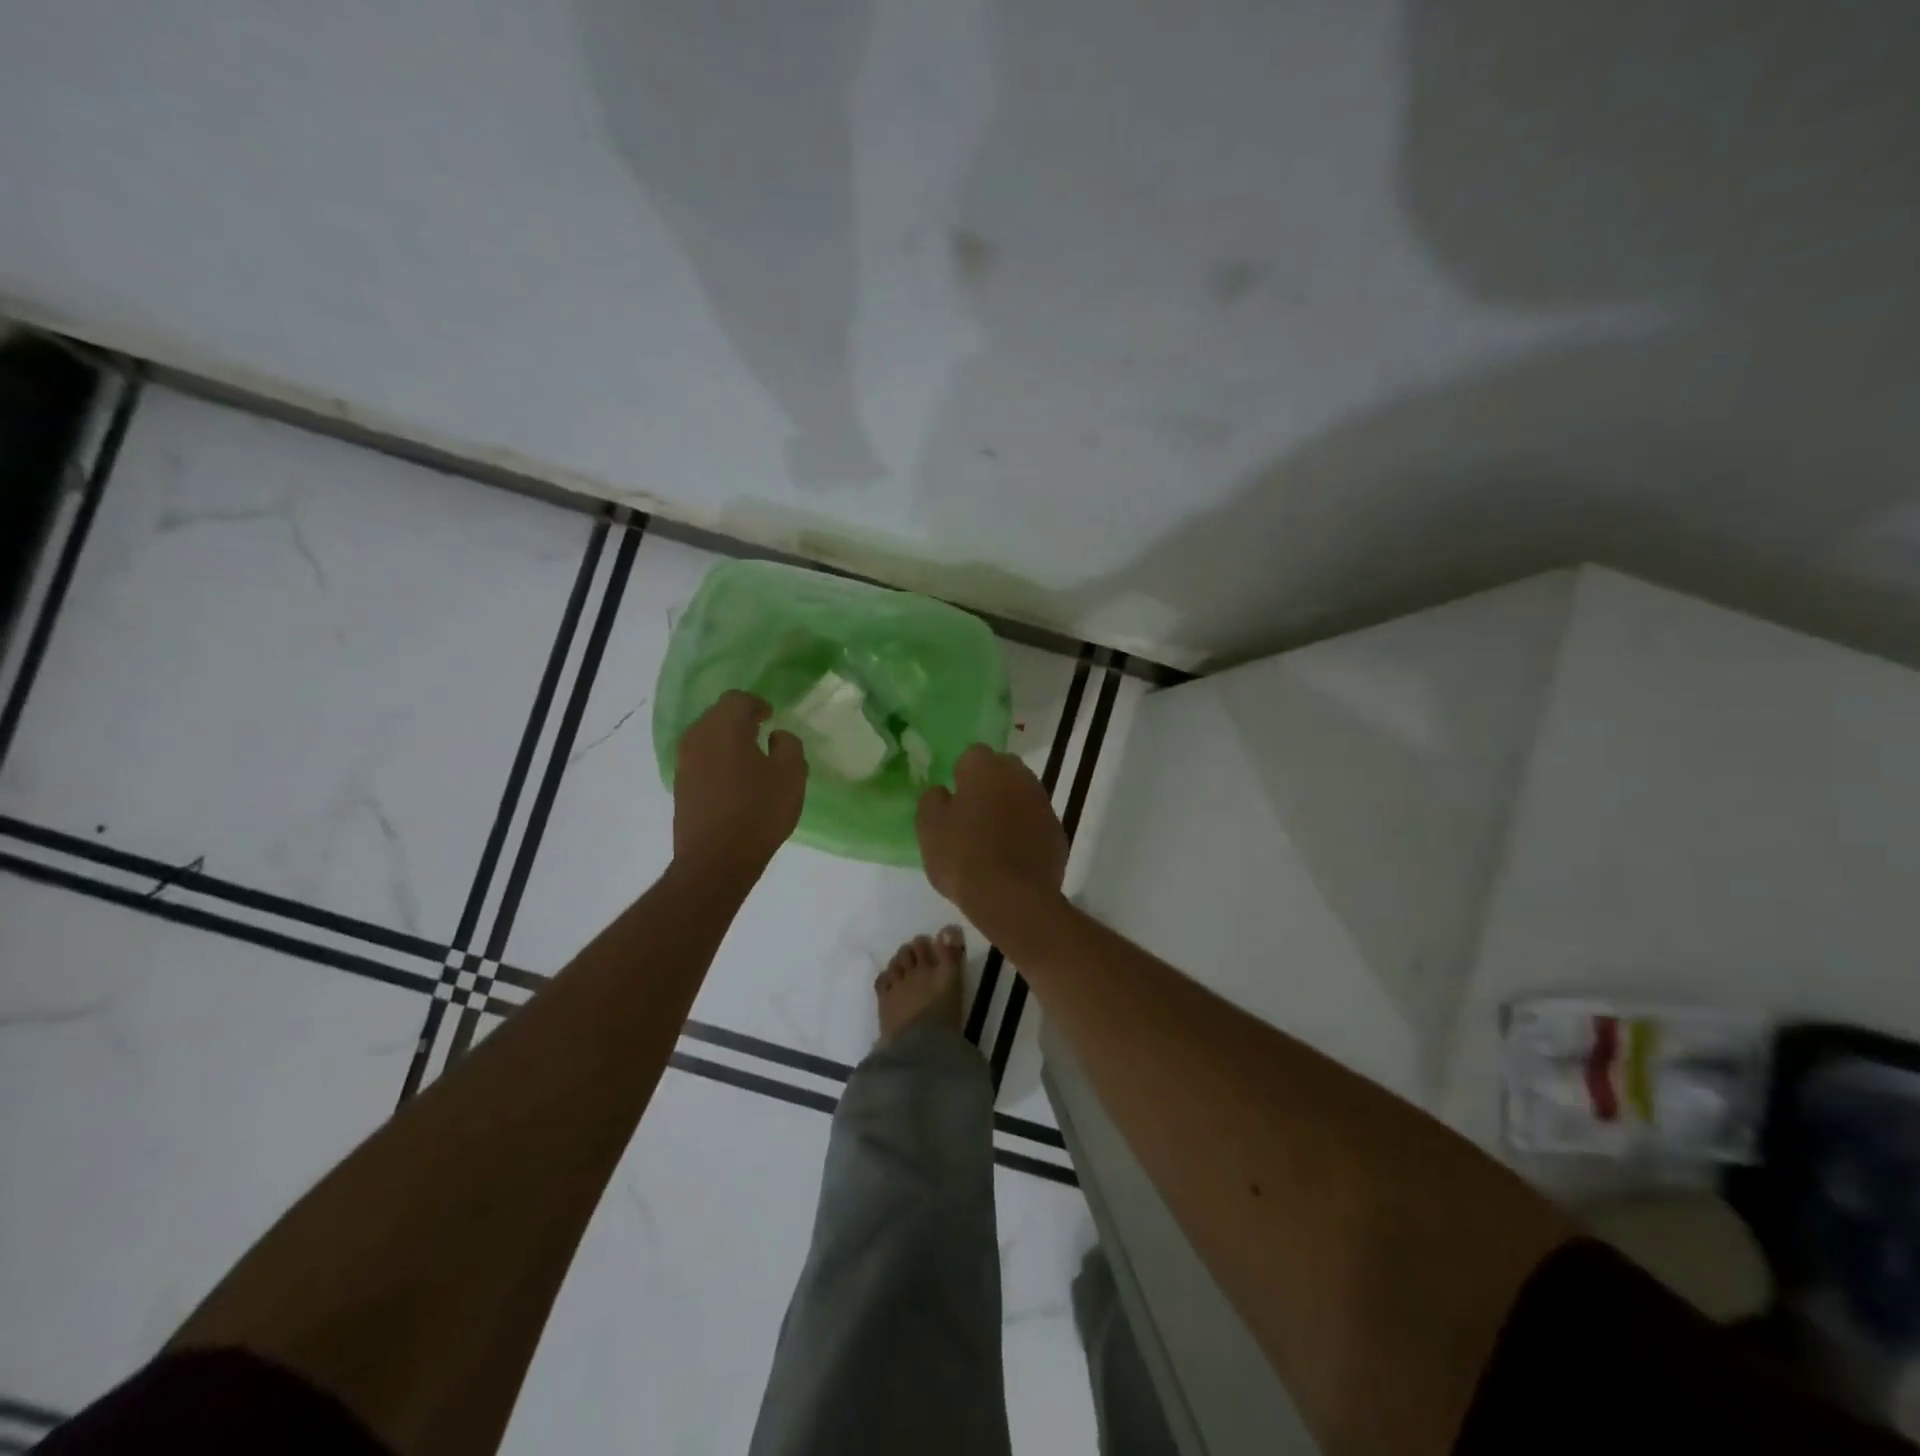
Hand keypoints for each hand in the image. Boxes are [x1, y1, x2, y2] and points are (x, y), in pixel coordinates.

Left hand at [673, 691, 807, 884]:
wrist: (715, 860)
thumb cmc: (758, 811)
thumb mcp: (792, 775)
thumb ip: (789, 745)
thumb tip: (776, 736)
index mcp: (724, 727)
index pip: (738, 699)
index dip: (757, 704)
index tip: (771, 718)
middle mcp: (697, 738)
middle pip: (718, 715)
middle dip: (740, 720)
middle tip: (763, 734)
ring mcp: (684, 763)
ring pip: (707, 738)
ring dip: (728, 742)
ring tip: (751, 760)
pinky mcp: (681, 787)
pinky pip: (701, 761)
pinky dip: (718, 761)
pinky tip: (735, 782)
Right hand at [916, 744, 1067, 918]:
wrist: (1012, 899)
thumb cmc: (964, 857)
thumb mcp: (929, 828)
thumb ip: (932, 801)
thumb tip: (942, 792)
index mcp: (987, 768)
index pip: (972, 755)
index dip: (961, 776)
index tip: (953, 800)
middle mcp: (1021, 777)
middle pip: (1002, 771)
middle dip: (989, 786)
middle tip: (972, 816)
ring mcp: (1044, 804)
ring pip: (1022, 796)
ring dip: (1009, 808)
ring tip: (992, 840)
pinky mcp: (1058, 833)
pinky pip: (1036, 823)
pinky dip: (1026, 832)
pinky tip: (1012, 857)